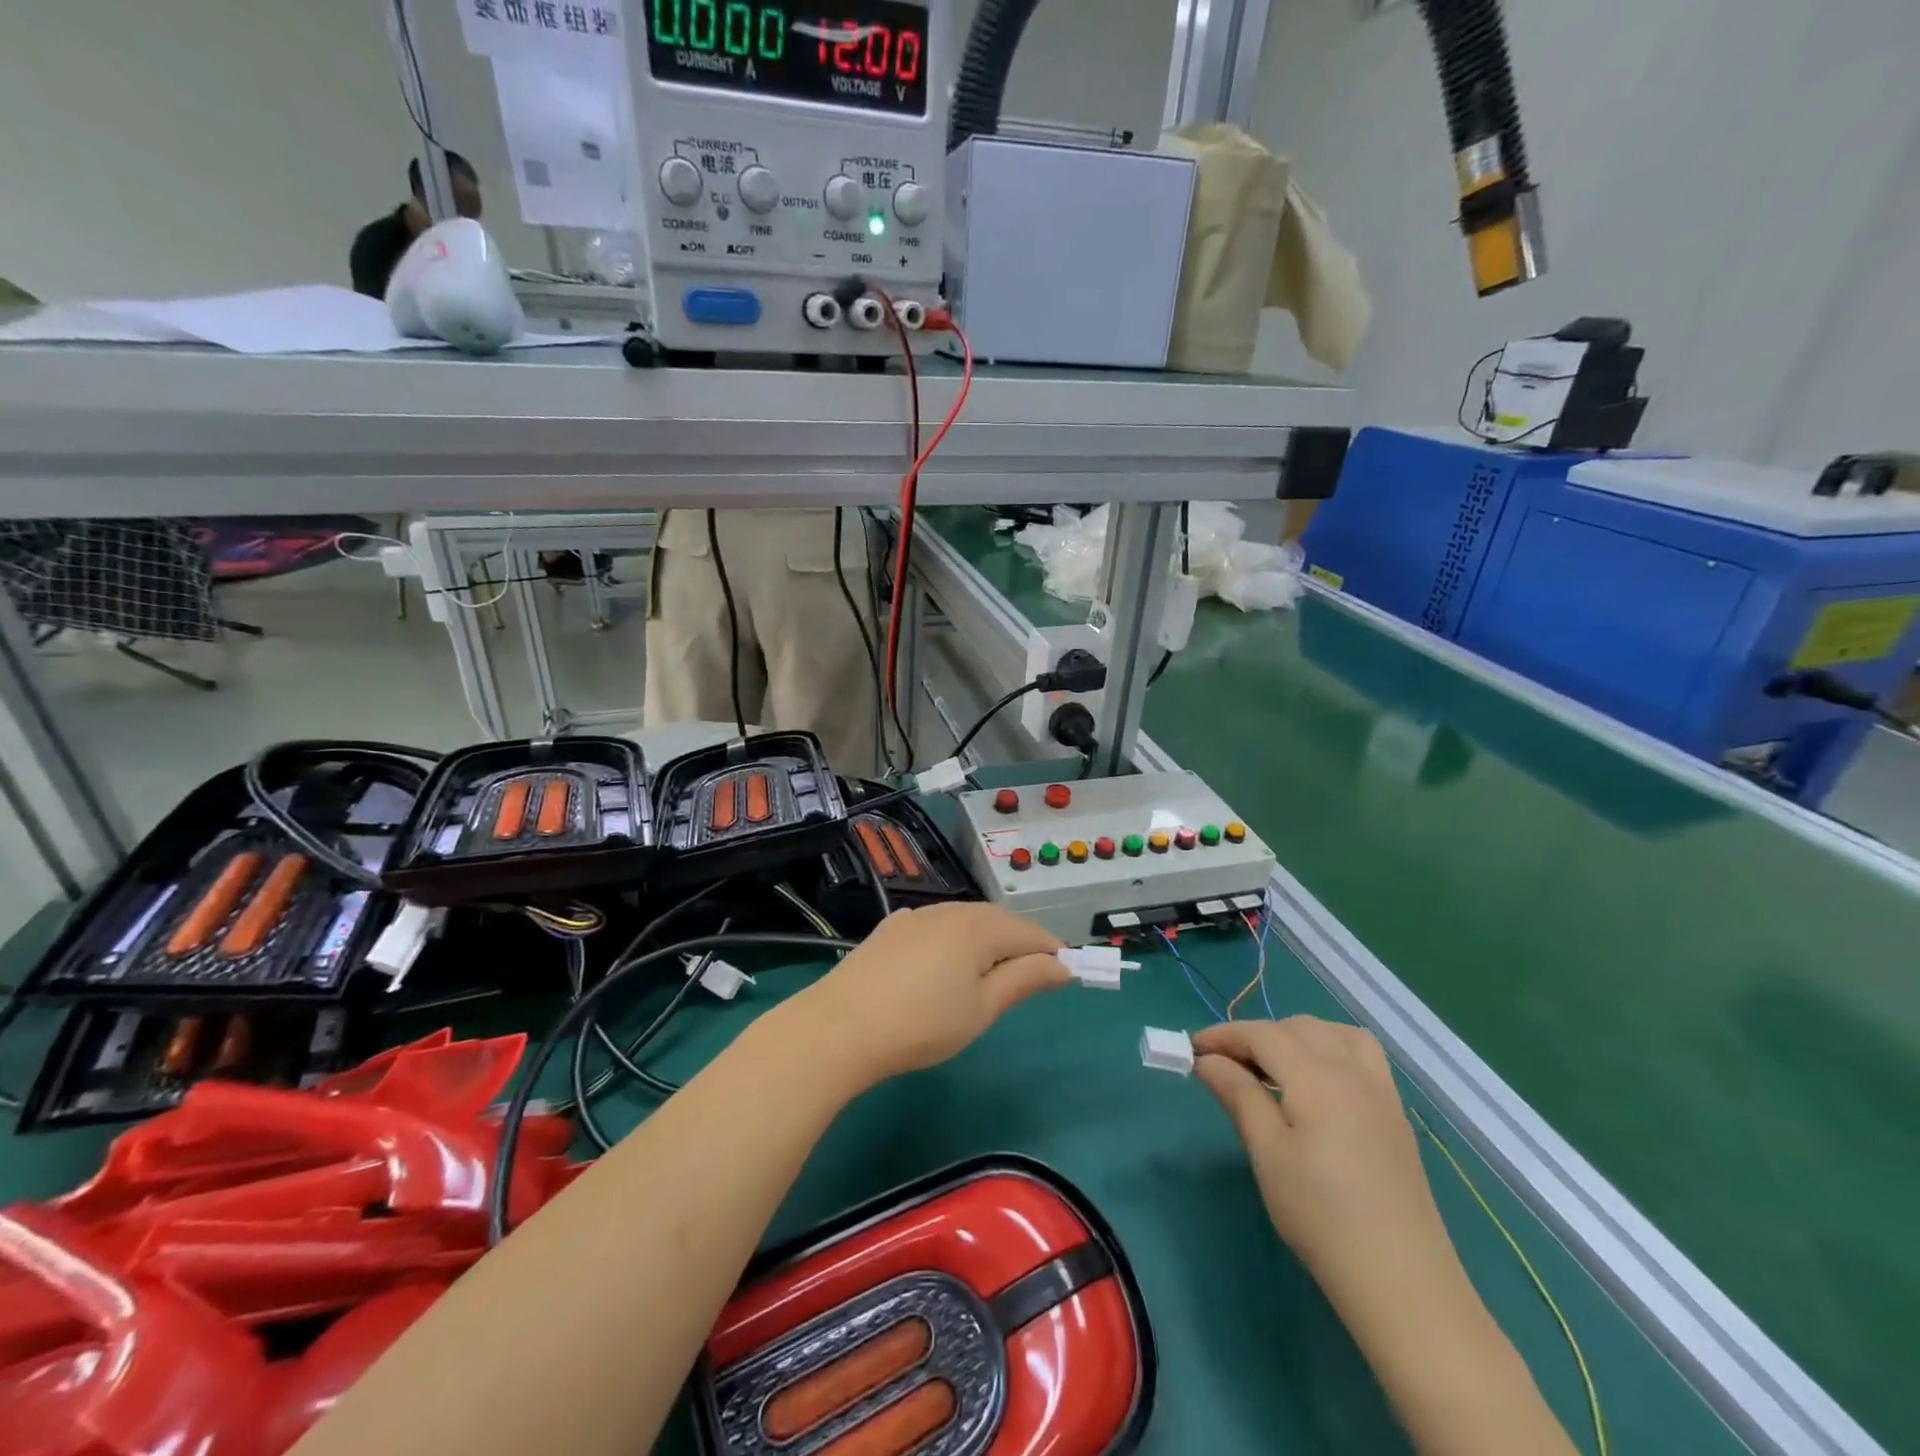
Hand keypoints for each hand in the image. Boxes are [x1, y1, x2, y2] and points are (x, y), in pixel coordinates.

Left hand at [788, 903, 1068, 1088]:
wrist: (842, 1025)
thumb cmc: (923, 1023)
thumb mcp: (983, 1007)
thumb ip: (1025, 979)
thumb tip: (1062, 965)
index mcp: (980, 927)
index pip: (1031, 932)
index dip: (1053, 952)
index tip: (1066, 976)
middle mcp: (952, 910)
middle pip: (999, 920)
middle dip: (1020, 944)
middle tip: (1029, 978)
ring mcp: (918, 916)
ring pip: (966, 920)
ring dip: (986, 940)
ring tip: (989, 973)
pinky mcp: (891, 928)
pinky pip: (937, 925)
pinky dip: (954, 939)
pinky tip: (945, 962)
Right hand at [1192, 1019, 1457, 1300]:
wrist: (1402, 1282)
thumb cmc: (1321, 1216)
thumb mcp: (1267, 1154)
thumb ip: (1238, 1095)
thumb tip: (1208, 1060)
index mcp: (1316, 1077)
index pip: (1262, 1034)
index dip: (1224, 1035)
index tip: (1192, 1050)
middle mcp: (1351, 1070)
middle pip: (1296, 1027)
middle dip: (1256, 1036)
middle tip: (1225, 1066)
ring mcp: (1380, 1091)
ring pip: (1332, 1033)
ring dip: (1295, 1035)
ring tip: (1271, 1068)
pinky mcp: (1395, 1114)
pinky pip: (1361, 1053)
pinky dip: (1331, 1047)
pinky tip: (1317, 1082)